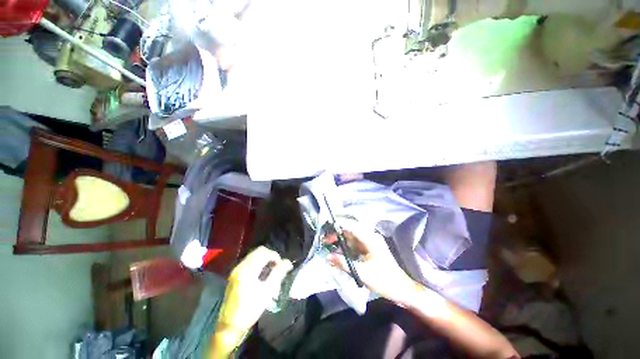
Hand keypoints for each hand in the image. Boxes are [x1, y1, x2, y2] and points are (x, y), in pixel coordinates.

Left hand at [217, 246, 292, 332]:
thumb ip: (278, 273)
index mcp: (247, 269)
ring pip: (254, 256)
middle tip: (276, 268)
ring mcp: (236, 270)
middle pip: (258, 251)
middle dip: (270, 256)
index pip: (264, 252)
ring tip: (270, 272)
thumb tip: (288, 262)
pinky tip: (261, 275)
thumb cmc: (250, 309)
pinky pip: (249, 262)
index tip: (281, 266)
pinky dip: (257, 263)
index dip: (275, 256)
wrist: (229, 326)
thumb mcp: (267, 291)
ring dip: (264, 260)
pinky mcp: (234, 275)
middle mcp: (240, 266)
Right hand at [326, 220, 418, 306]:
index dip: (338, 226)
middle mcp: (370, 237)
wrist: (401, 289)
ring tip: (329, 246)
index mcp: (370, 239)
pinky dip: (346, 247)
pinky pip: (355, 244)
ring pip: (352, 237)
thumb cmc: (383, 280)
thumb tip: (327, 256)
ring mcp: (370, 242)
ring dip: (341, 241)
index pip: (351, 227)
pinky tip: (339, 252)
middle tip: (325, 240)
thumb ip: (343, 263)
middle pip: (350, 231)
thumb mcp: (361, 272)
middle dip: (337, 234)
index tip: (326, 228)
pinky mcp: (369, 249)